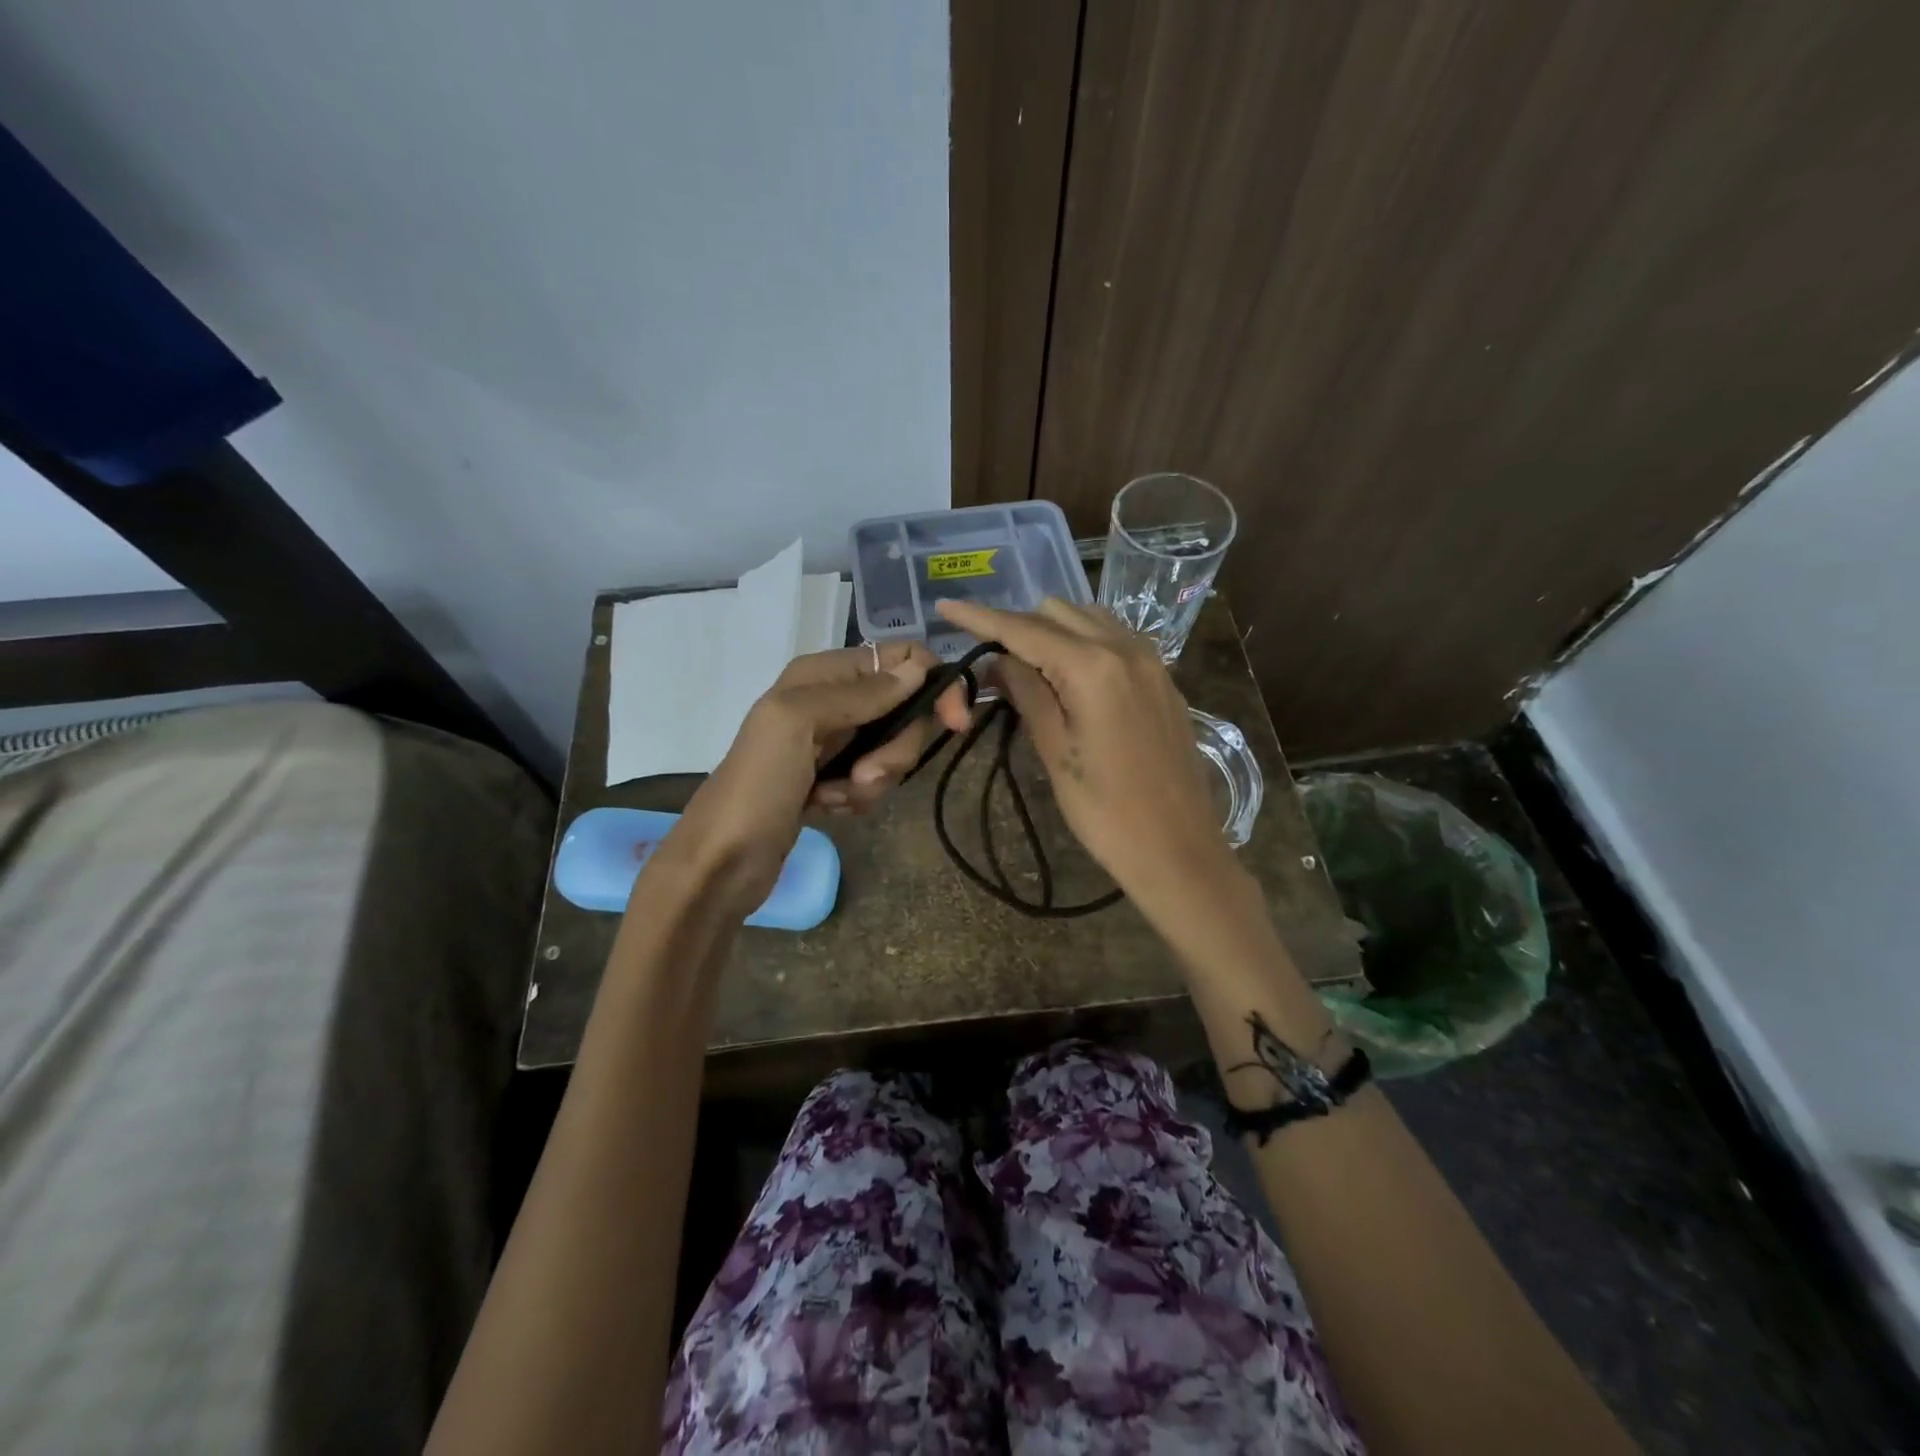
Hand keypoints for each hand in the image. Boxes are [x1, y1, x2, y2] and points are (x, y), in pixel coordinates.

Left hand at [659, 642, 971, 912]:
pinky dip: (860, 797)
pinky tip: (830, 808)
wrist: (723, 860)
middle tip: (866, 774)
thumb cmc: (757, 784)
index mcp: (822, 673)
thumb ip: (860, 693)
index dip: (934, 685)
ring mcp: (834, 742)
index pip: (901, 659)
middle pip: (905, 708)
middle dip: (897, 746)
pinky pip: (875, 779)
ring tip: (837, 796)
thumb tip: (919, 670)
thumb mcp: (798, 722)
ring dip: (875, 778)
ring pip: (893, 748)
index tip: (953, 723)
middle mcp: (832, 700)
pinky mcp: (835, 779)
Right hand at [935, 597, 1235, 907]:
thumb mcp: (1054, 752)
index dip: (980, 616)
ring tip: (1027, 667)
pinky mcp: (1163, 678)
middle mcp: (1124, 648)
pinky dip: (1083, 642)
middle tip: (989, 661)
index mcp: (1092, 666)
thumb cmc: (1106, 810)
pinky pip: (1114, 638)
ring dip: (1052, 631)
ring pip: (1088, 619)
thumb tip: (999, 660)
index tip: (946, 606)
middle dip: (1017, 626)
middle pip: (1056, 613)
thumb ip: (1026, 693)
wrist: (1178, 847)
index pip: (1023, 628)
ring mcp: (1150, 660)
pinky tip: (1070, 674)